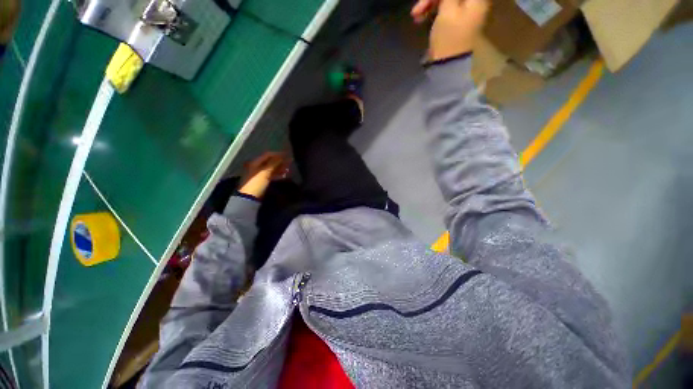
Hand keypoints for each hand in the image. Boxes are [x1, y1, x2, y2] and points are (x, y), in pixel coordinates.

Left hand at [238, 152, 290, 198]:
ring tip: (288, 170)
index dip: (278, 154)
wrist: (249, 198)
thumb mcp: (265, 172)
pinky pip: (271, 175)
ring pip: (271, 169)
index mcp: (255, 162)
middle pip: (270, 162)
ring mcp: (259, 175)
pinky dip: (277, 174)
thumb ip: (274, 163)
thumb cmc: (257, 183)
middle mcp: (256, 167)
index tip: (287, 155)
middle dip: (280, 162)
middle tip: (289, 163)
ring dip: (280, 168)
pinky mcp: (262, 182)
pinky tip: (284, 175)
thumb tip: (283, 156)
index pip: (268, 155)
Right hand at [411, 0, 488, 60]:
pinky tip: (421, 18)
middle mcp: (473, 3)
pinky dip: (432, 11)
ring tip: (415, 14)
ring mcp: (464, 13)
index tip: (426, 0)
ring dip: (430, 4)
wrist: (448, 64)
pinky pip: (444, 8)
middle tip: (417, 8)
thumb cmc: (448, 37)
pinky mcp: (455, 22)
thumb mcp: (448, 10)